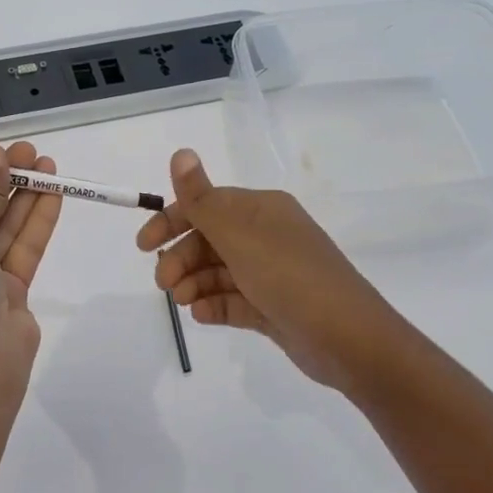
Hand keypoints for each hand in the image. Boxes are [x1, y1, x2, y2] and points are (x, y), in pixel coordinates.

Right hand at [136, 149, 396, 392]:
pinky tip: (201, 315)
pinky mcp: (274, 308)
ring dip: (194, 283)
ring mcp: (271, 274)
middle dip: (181, 259)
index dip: (172, 221)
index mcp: (262, 210)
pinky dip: (214, 305)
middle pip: (210, 240)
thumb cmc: (289, 276)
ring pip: (219, 272)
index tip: (143, 245)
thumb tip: (180, 152)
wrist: (348, 339)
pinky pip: (234, 301)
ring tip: (183, 302)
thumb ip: (202, 198)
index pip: (207, 205)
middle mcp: (267, 236)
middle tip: (164, 284)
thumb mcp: (239, 234)